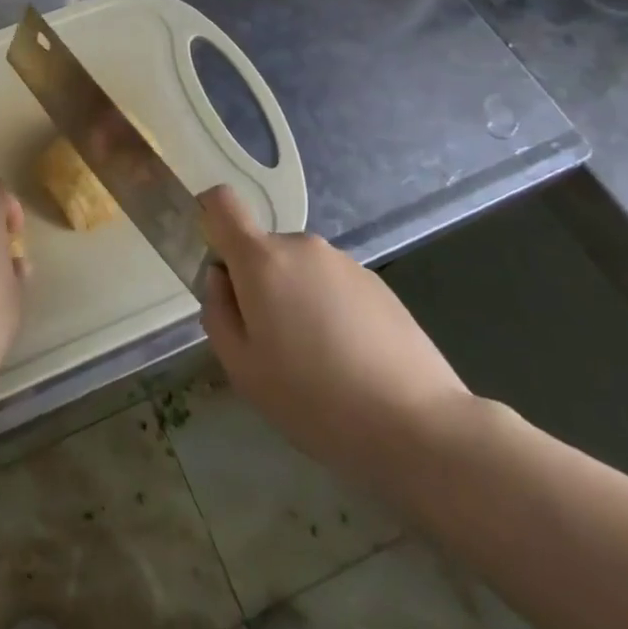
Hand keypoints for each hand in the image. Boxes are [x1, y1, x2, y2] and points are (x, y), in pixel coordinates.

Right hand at [199, 185, 472, 491]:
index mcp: (262, 260)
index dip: (208, 219)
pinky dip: (327, 310)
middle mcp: (302, 246)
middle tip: (269, 343)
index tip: (215, 264)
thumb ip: (217, 312)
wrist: (418, 426)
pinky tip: (348, 360)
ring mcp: (344, 262)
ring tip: (315, 361)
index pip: (221, 202)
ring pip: (298, 270)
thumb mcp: (242, 368)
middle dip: (256, 283)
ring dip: (294, 299)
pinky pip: (332, 285)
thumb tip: (219, 278)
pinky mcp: (377, 283)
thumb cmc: (314, 400)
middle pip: (261, 248)